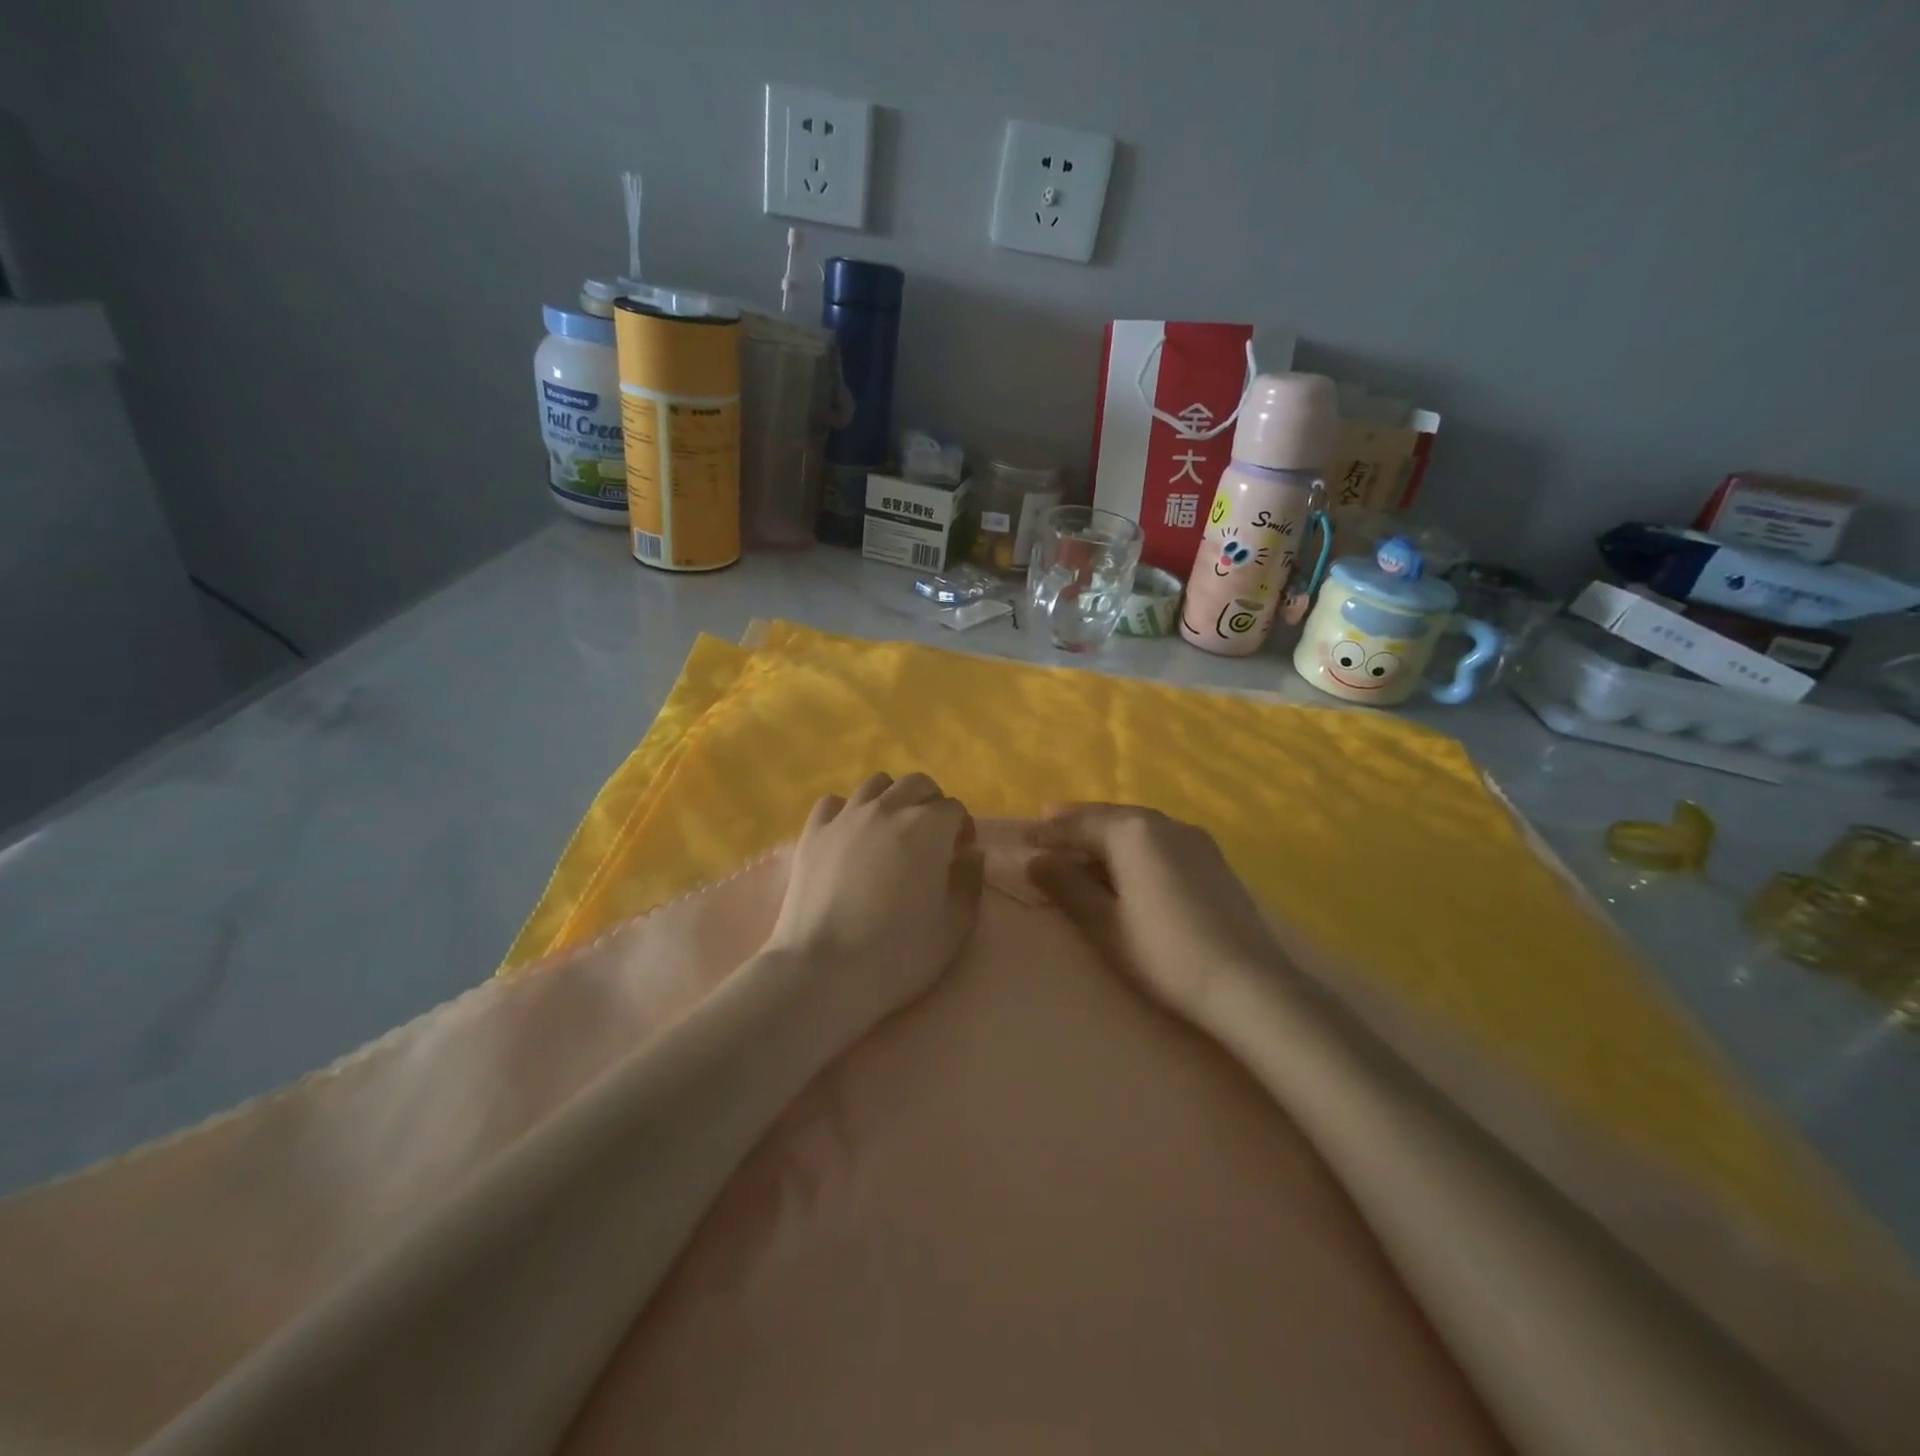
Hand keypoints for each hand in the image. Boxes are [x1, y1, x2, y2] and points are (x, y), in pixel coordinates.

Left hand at [767, 773, 984, 1036]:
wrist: (824, 970)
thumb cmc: (898, 953)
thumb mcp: (955, 927)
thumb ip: (969, 882)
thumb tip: (970, 854)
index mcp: (928, 826)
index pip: (954, 808)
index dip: (962, 828)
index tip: (960, 853)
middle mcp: (888, 808)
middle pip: (917, 784)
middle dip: (931, 803)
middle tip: (931, 838)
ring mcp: (846, 816)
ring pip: (876, 784)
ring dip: (892, 799)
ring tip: (891, 831)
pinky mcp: (813, 831)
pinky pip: (835, 802)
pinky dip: (848, 810)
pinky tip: (850, 835)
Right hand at [1027, 804, 1288, 1019]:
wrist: (1249, 984)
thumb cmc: (1164, 954)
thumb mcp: (1104, 924)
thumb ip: (1067, 886)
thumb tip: (1037, 861)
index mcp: (1133, 833)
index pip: (1079, 825)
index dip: (1048, 833)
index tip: (1023, 837)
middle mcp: (1165, 823)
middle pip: (1111, 817)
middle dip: (1077, 822)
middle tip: (1048, 823)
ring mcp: (1195, 840)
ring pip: (1139, 826)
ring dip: (1107, 833)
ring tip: (1083, 843)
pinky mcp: (1214, 860)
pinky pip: (1161, 840)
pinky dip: (1135, 845)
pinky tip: (1129, 862)